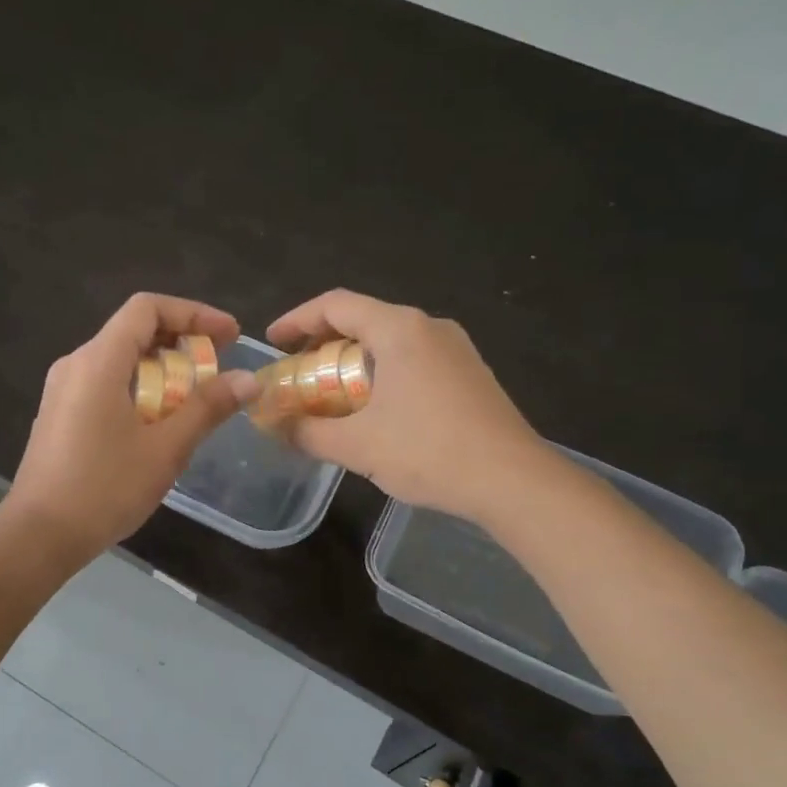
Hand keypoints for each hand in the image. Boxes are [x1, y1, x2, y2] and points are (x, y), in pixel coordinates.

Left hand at [5, 293, 260, 563]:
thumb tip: (247, 379)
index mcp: (99, 361)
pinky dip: (140, 388)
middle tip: (217, 368)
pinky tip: (159, 421)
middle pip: (134, 331)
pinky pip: (106, 383)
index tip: (229, 336)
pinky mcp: (61, 414)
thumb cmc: (104, 488)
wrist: (39, 535)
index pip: (148, 308)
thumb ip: (206, 408)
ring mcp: (63, 390)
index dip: (194, 314)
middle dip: (181, 342)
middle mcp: (76, 364)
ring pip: (120, 359)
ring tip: (195, 398)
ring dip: (162, 369)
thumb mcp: (165, 449)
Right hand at [267, 290, 542, 524]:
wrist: (514, 481)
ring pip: (390, 341)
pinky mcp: (470, 373)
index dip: (296, 320)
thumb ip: (307, 432)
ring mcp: (456, 349)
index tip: (272, 342)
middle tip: (298, 374)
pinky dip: (382, 374)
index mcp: (399, 329)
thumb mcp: (357, 446)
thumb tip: (274, 426)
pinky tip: (376, 410)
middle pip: (363, 320)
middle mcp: (429, 327)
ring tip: (332, 395)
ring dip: (353, 361)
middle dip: (322, 344)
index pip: (335, 305)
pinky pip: (413, 360)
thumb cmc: (429, 452)